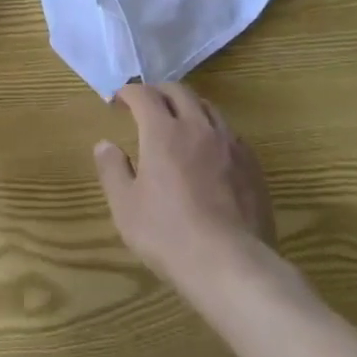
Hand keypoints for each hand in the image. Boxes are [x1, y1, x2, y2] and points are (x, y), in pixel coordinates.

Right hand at [94, 83, 274, 287]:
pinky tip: (210, 152)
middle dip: (159, 92)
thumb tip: (105, 144)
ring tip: (180, 122)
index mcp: (163, 132)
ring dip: (189, 106)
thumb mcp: (126, 207)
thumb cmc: (169, 235)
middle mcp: (197, 127)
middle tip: (148, 104)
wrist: (231, 265)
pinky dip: (213, 131)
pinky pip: (230, 133)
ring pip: (208, 107)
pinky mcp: (251, 164)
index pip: (144, 95)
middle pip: (179, 91)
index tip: (120, 100)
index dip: (129, 92)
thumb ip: (112, 170)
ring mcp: (229, 143)